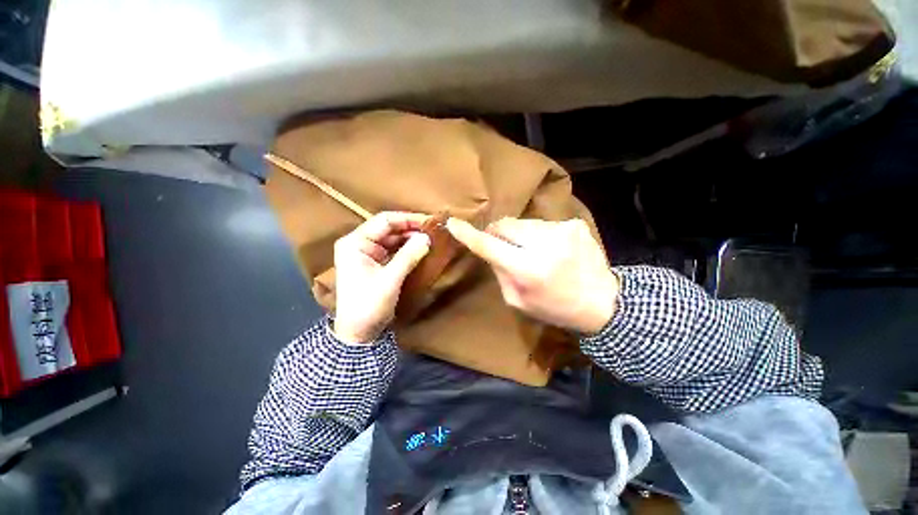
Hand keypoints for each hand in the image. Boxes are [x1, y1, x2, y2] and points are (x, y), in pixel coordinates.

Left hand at [333, 212, 431, 343]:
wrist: (359, 332)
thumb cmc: (369, 304)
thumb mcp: (390, 279)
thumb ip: (408, 256)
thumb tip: (427, 238)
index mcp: (356, 242)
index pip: (384, 221)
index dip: (408, 219)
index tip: (430, 221)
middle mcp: (360, 244)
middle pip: (389, 229)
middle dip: (411, 229)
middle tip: (434, 231)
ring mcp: (368, 254)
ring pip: (393, 239)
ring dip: (411, 239)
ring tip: (431, 238)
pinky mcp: (376, 263)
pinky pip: (394, 250)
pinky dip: (408, 249)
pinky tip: (422, 249)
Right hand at [446, 217, 618, 333]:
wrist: (603, 302)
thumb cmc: (555, 307)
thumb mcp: (518, 300)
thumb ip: (500, 272)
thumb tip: (491, 248)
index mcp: (528, 269)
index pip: (490, 245)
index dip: (468, 234)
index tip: (453, 223)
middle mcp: (545, 244)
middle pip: (505, 225)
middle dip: (498, 234)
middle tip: (504, 248)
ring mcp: (562, 230)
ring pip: (523, 223)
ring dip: (520, 235)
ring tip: (533, 252)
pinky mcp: (574, 225)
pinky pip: (543, 225)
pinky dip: (539, 235)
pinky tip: (551, 250)